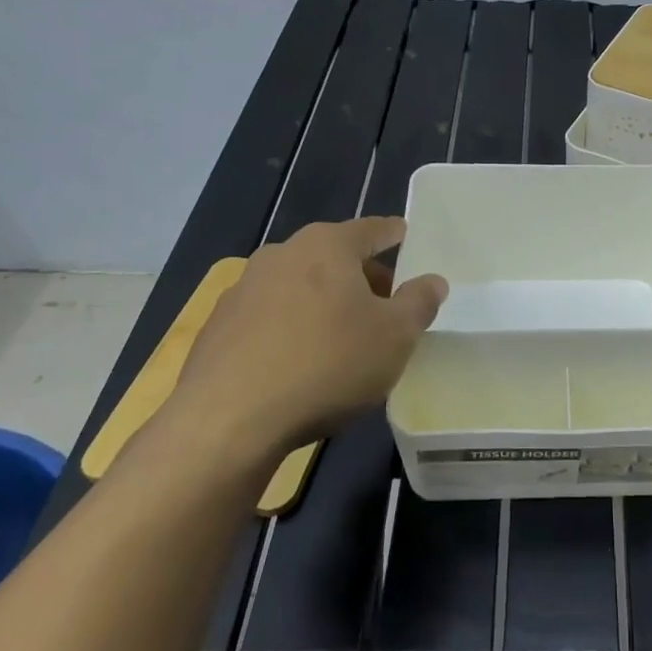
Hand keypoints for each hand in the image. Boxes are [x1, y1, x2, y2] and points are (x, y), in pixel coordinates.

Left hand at [153, 218, 446, 475]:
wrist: (228, 422)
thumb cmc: (327, 365)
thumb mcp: (395, 337)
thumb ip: (419, 302)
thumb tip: (432, 280)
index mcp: (327, 246)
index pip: (373, 229)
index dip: (396, 234)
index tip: (409, 239)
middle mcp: (282, 254)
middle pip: (335, 257)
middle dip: (364, 277)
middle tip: (387, 307)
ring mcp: (244, 290)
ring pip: (301, 287)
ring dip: (326, 304)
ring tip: (346, 340)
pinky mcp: (219, 327)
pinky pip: (271, 317)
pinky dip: (292, 328)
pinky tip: (302, 365)